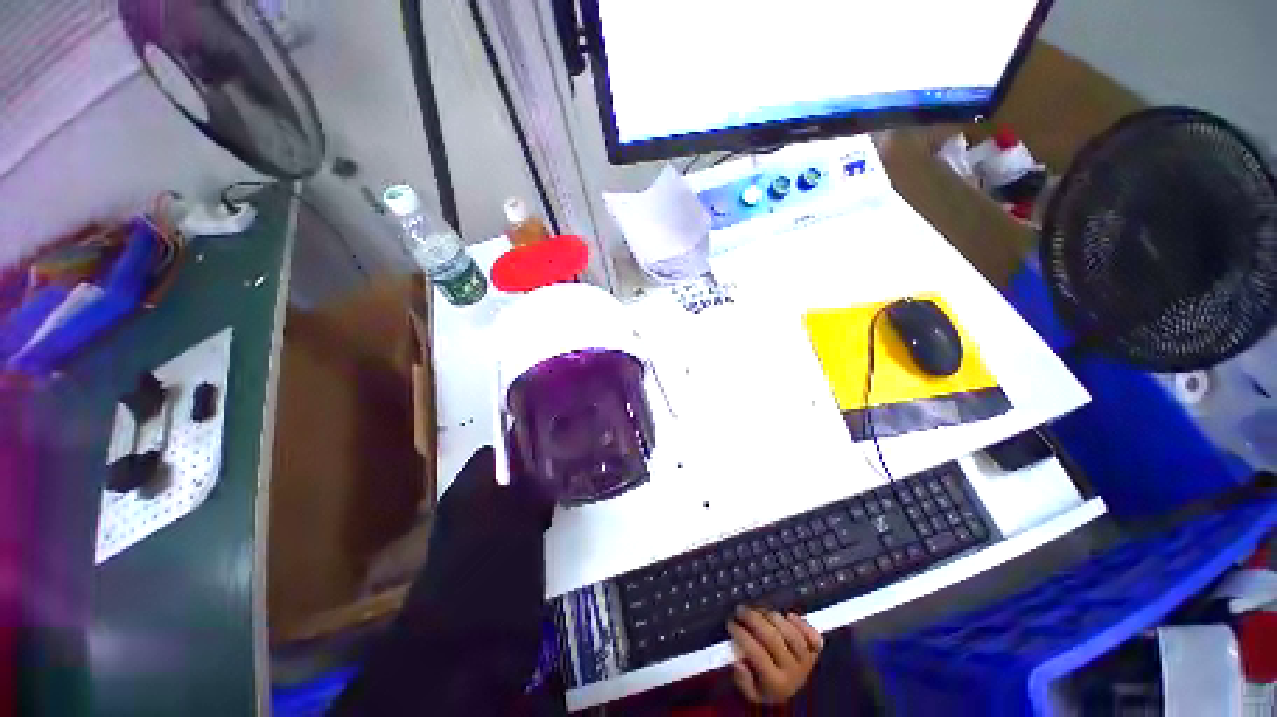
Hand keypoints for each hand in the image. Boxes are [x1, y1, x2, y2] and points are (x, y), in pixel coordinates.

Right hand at [727, 606, 822, 704]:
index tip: (730, 623)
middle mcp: (793, 672)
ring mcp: (806, 661)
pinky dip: (801, 623)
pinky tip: (788, 615)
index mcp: (776, 684)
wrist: (793, 692)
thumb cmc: (767, 686)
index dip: (742, 635)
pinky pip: (811, 635)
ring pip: (790, 633)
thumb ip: (743, 680)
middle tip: (740, 609)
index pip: (756, 653)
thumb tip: (737, 661)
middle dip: (753, 619)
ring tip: (758, 609)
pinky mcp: (815, 651)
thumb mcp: (752, 692)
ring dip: (772, 616)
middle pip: (773, 639)